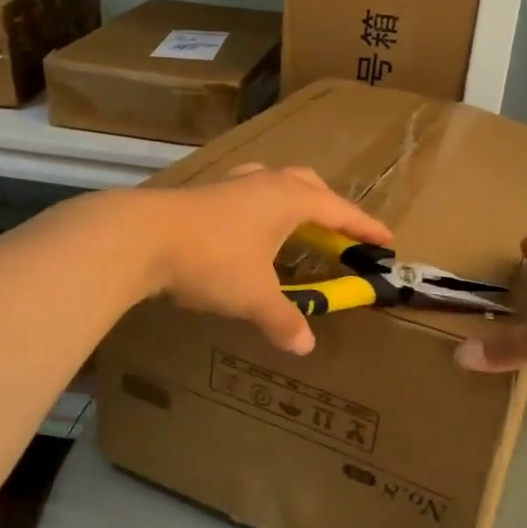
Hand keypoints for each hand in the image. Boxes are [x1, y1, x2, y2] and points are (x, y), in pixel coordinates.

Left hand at [138, 166, 393, 356]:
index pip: (339, 210)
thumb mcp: (253, 296)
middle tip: (339, 231)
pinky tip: (248, 229)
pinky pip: (247, 193)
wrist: (140, 237)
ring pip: (274, 182)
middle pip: (308, 185)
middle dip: (329, 206)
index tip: (387, 238)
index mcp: (288, 199)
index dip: (364, 227)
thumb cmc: (212, 260)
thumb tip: (305, 345)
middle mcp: (264, 182)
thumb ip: (283, 320)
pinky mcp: (204, 194)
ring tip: (295, 225)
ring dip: (293, 200)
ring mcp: (231, 184)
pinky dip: (261, 208)